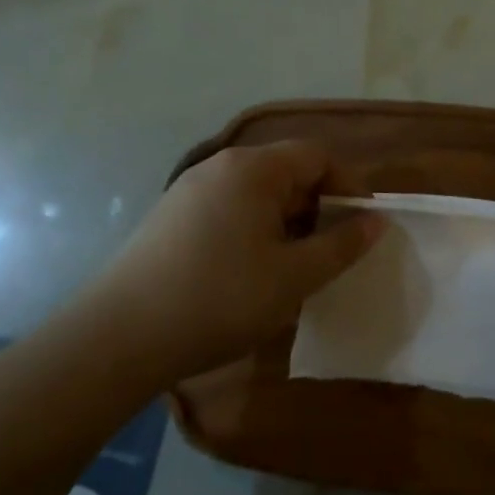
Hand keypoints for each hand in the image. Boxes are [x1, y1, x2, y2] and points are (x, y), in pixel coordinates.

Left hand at [83, 141, 382, 378]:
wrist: (118, 338)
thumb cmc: (219, 299)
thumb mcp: (294, 277)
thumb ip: (341, 245)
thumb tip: (376, 221)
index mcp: (253, 169)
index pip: (317, 156)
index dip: (348, 185)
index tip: (362, 225)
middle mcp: (220, 167)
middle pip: (286, 171)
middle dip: (317, 207)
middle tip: (329, 253)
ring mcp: (189, 190)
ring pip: (257, 194)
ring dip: (286, 223)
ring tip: (292, 268)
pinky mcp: (169, 218)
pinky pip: (228, 210)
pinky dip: (253, 231)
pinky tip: (248, 274)